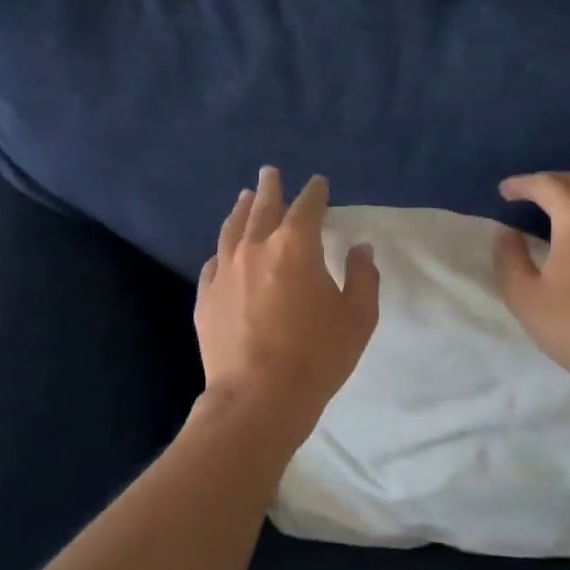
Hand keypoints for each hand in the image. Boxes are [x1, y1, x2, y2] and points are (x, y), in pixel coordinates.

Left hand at [195, 167, 379, 443]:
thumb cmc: (316, 356)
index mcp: (295, 245)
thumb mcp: (358, 317)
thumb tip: (360, 249)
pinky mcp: (205, 296)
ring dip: (241, 210)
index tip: (319, 183)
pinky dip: (223, 250)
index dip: (315, 192)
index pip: (307, 206)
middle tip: (270, 172)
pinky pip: (214, 262)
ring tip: (243, 198)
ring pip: (232, 229)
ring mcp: (225, 271)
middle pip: (262, 207)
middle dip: (270, 188)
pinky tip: (223, 251)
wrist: (258, 397)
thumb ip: (363, 276)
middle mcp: (255, 247)